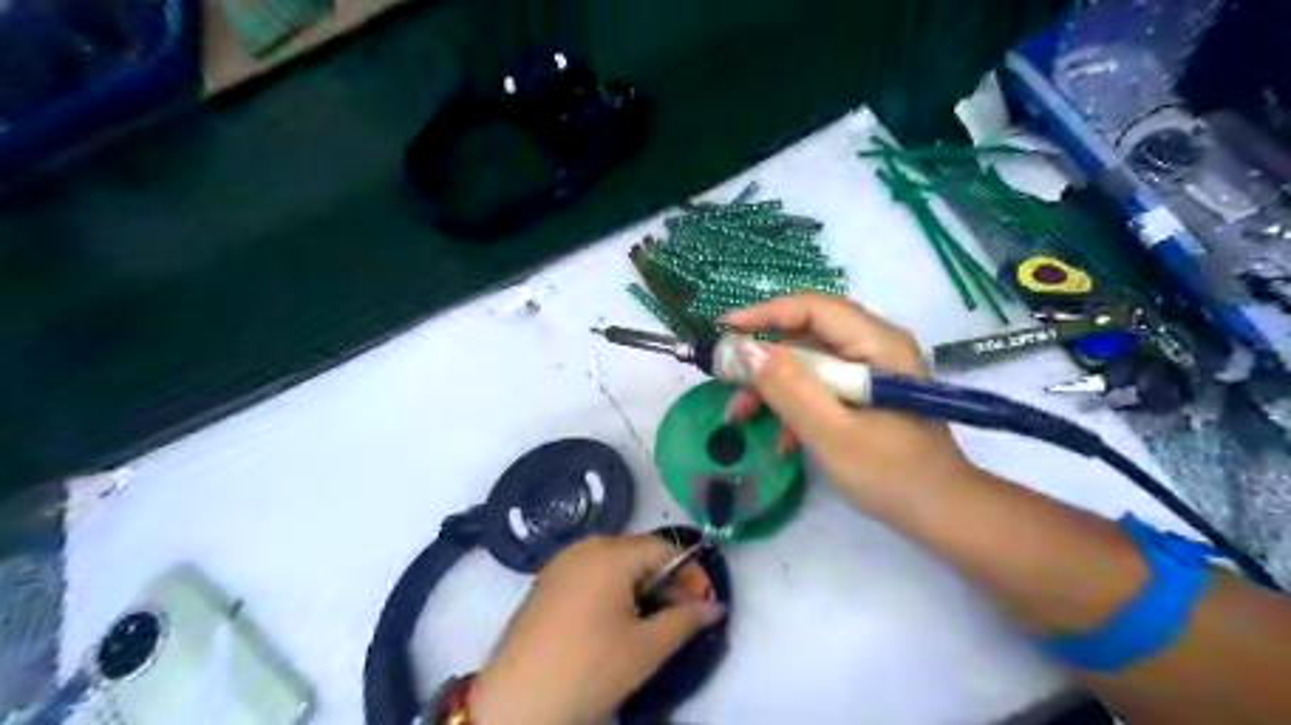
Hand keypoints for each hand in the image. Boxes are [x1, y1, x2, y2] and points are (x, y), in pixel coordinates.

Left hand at [470, 531, 723, 724]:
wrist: (515, 703)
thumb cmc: (589, 669)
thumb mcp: (646, 648)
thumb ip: (686, 620)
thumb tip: (715, 607)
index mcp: (611, 554)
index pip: (664, 548)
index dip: (691, 573)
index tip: (705, 603)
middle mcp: (585, 546)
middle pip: (639, 551)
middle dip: (666, 579)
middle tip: (684, 614)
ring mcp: (561, 562)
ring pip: (615, 562)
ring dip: (641, 584)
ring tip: (652, 619)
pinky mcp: (546, 582)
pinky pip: (591, 572)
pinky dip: (613, 588)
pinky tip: (616, 620)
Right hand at [721, 292, 974, 516]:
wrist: (942, 514)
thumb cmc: (891, 474)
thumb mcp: (832, 433)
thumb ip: (789, 389)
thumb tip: (745, 350)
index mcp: (877, 344)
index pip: (813, 308)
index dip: (765, 314)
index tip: (724, 330)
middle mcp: (874, 347)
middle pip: (807, 334)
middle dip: (763, 357)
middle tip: (725, 378)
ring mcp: (869, 372)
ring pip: (808, 363)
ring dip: (772, 387)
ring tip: (739, 415)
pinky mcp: (863, 395)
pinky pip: (819, 387)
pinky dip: (793, 406)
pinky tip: (778, 439)